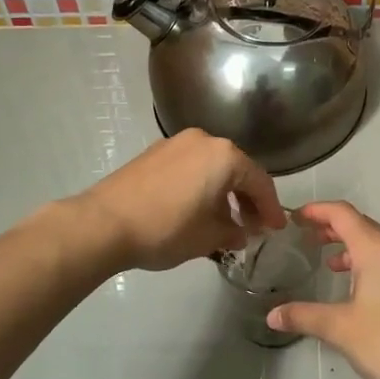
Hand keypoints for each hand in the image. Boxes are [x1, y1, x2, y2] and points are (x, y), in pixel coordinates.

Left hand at [71, 129, 285, 271]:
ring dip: (223, 193)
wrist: (103, 223)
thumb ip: (233, 232)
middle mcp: (203, 140)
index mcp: (224, 156)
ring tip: (225, 222)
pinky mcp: (153, 153)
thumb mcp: (208, 238)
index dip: (271, 208)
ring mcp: (175, 143)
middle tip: (253, 226)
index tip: (276, 229)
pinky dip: (201, 186)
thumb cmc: (166, 229)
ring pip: (211, 167)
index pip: (260, 182)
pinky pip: (190, 167)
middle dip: (247, 199)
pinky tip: (197, 210)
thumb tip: (240, 233)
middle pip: (236, 170)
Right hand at [267, 201, 379, 378]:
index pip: (343, 214)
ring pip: (379, 244)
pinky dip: (370, 262)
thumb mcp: (338, 327)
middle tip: (308, 237)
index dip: (318, 211)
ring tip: (331, 263)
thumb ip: (303, 315)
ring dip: (353, 247)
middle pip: (362, 225)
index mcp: (376, 249)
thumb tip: (272, 316)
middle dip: (333, 228)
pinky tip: (360, 289)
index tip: (296, 217)